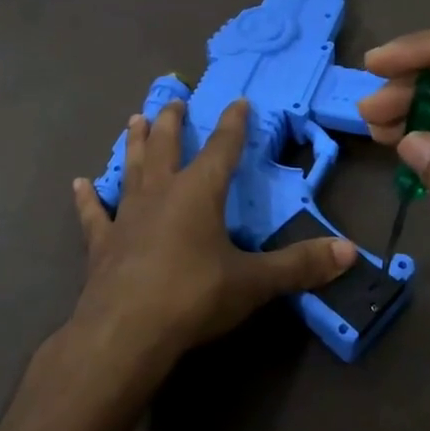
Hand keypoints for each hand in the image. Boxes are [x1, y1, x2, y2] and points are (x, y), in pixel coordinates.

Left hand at [66, 98, 355, 387]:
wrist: (125, 331)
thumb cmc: (193, 297)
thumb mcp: (253, 282)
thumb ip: (300, 265)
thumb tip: (351, 252)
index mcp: (198, 193)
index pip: (222, 149)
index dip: (233, 124)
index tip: (238, 101)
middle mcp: (160, 194)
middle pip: (168, 147)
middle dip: (173, 122)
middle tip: (173, 99)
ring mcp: (126, 217)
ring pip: (131, 169)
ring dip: (135, 144)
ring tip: (135, 119)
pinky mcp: (102, 244)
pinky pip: (93, 214)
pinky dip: (86, 199)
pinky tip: (78, 184)